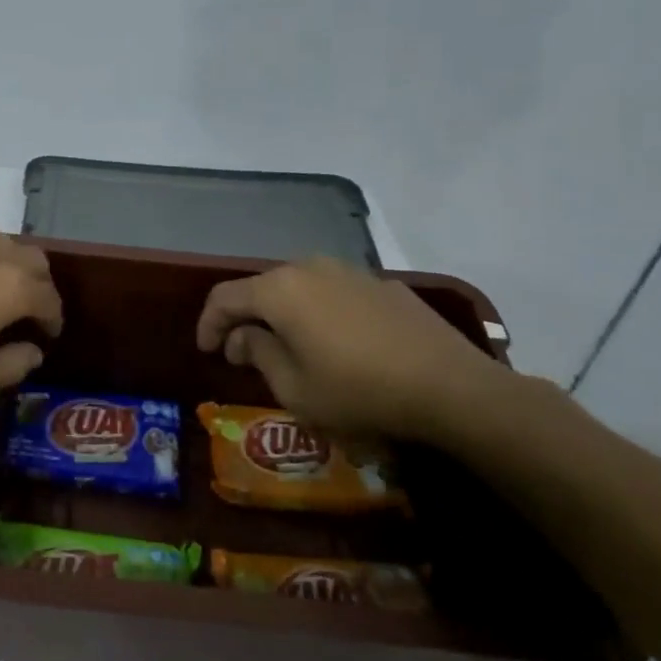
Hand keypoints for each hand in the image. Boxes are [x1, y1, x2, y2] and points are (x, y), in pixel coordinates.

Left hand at [0, 235, 62, 406]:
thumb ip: (12, 366)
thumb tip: (32, 352)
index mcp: (10, 287)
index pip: (48, 296)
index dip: (54, 317)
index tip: (50, 335)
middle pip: (32, 258)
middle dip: (39, 283)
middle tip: (31, 311)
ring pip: (0, 245)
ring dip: (10, 266)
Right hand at [196, 256, 507, 442]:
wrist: (452, 388)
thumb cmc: (359, 392)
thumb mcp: (295, 389)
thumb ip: (259, 354)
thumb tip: (244, 336)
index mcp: (280, 290)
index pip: (225, 297)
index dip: (208, 324)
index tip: (207, 352)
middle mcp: (310, 268)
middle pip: (262, 288)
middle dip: (246, 319)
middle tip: (243, 354)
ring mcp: (350, 272)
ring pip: (300, 288)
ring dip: (283, 315)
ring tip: (287, 347)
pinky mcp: (383, 285)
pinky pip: (335, 294)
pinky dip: (320, 314)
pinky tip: (335, 344)